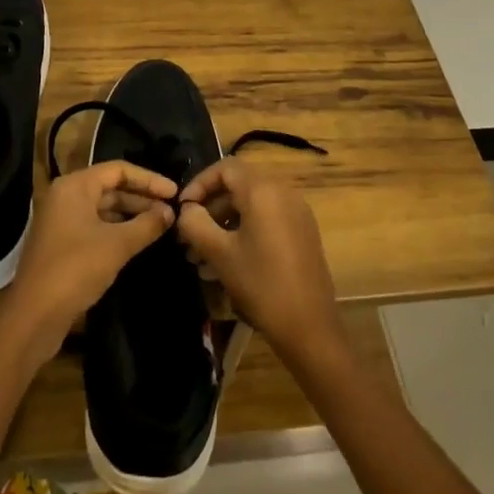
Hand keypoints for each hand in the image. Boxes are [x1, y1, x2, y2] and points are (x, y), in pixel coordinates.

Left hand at [0, 161, 176, 361]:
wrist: (33, 317)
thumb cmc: (75, 269)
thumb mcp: (117, 245)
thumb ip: (147, 225)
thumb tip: (170, 212)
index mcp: (74, 186)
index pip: (118, 170)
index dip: (149, 179)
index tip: (175, 192)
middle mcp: (65, 196)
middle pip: (110, 187)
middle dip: (142, 198)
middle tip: (171, 211)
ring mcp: (61, 220)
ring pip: (103, 208)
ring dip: (131, 215)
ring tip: (161, 225)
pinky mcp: (62, 243)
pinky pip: (95, 226)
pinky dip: (117, 229)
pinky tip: (138, 240)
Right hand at [176, 157, 343, 362]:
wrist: (309, 326)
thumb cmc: (261, 285)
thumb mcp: (219, 254)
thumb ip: (195, 223)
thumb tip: (186, 209)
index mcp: (263, 190)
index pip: (225, 167)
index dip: (200, 183)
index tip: (183, 210)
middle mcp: (283, 191)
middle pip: (238, 185)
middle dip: (210, 207)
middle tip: (189, 236)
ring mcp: (296, 211)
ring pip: (251, 204)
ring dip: (224, 222)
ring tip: (201, 256)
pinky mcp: (302, 231)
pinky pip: (267, 218)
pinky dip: (244, 230)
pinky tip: (227, 262)